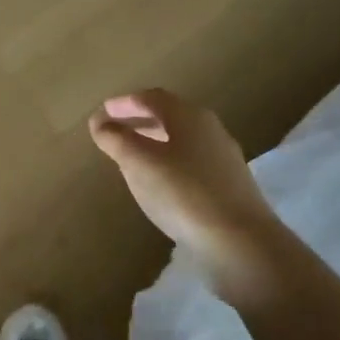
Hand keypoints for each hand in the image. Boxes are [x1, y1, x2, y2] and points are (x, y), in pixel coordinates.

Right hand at [89, 89, 280, 267]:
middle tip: (113, 130)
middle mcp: (210, 129)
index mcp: (189, 116)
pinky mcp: (229, 185)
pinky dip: (169, 161)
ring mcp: (223, 157)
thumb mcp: (139, 163)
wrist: (240, 241)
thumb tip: (99, 122)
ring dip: (154, 141)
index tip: (102, 113)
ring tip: (131, 156)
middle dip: (139, 120)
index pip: (152, 98)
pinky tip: (160, 182)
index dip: (124, 103)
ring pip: (181, 139)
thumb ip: (116, 139)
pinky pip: (191, 162)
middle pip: (169, 116)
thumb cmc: (182, 193)